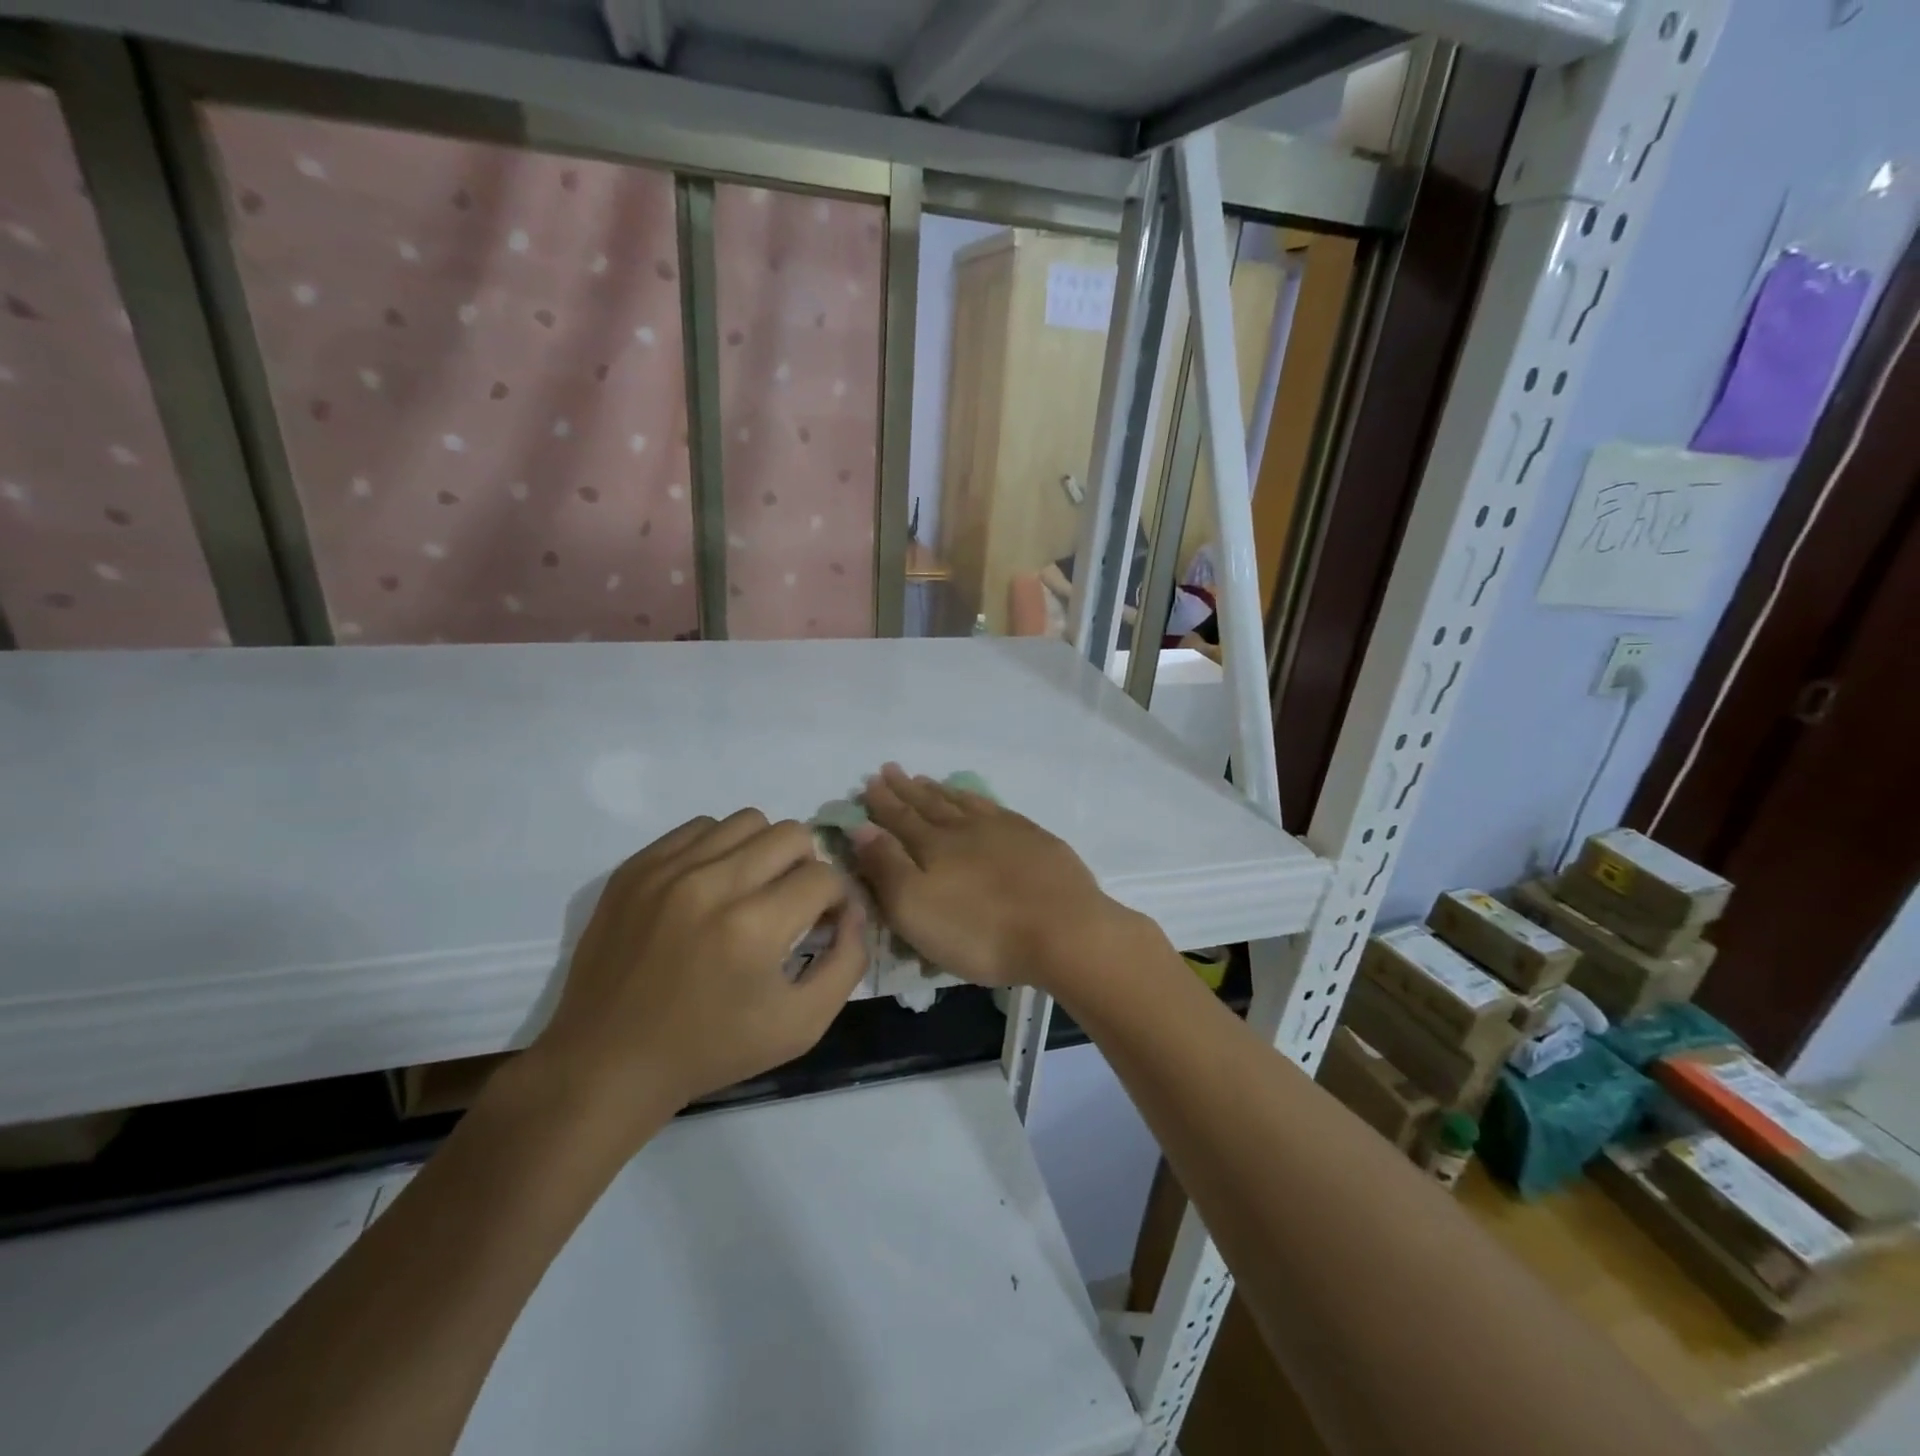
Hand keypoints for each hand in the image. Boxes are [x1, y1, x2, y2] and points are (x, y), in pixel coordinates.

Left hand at [533, 810, 868, 1131]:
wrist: (609, 1063)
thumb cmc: (712, 1049)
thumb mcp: (802, 1025)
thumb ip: (848, 962)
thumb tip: (853, 909)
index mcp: (753, 927)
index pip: (824, 876)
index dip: (835, 900)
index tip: (821, 924)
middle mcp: (711, 884)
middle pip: (792, 834)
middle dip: (806, 867)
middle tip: (790, 904)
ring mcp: (667, 870)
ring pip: (747, 821)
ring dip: (763, 851)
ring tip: (750, 890)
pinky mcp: (635, 867)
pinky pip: (699, 827)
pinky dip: (719, 849)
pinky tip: (710, 887)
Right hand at [849, 763, 1141, 990]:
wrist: (1063, 931)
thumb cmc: (979, 931)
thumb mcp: (915, 908)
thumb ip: (885, 866)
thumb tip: (860, 827)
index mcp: (934, 845)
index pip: (899, 817)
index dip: (881, 802)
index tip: (869, 782)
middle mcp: (965, 828)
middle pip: (929, 804)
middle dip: (906, 789)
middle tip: (890, 770)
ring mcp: (1004, 830)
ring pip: (963, 803)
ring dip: (940, 791)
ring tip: (926, 779)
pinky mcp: (1035, 840)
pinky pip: (996, 809)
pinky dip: (978, 800)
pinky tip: (978, 801)